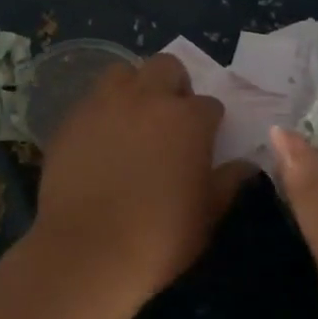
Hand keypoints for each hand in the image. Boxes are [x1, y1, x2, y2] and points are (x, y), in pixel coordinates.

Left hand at [34, 53, 251, 304]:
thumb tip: (245, 165)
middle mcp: (148, 98)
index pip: (210, 104)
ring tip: (132, 119)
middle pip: (167, 67)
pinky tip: (100, 141)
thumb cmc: (160, 237)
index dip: (209, 123)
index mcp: (188, 119)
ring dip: (133, 88)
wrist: (88, 251)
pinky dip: (101, 112)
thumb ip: (228, 181)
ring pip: (123, 72)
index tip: (203, 143)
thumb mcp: (207, 214)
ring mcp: (105, 103)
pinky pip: (92, 101)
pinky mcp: (72, 118)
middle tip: (170, 119)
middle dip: (174, 86)